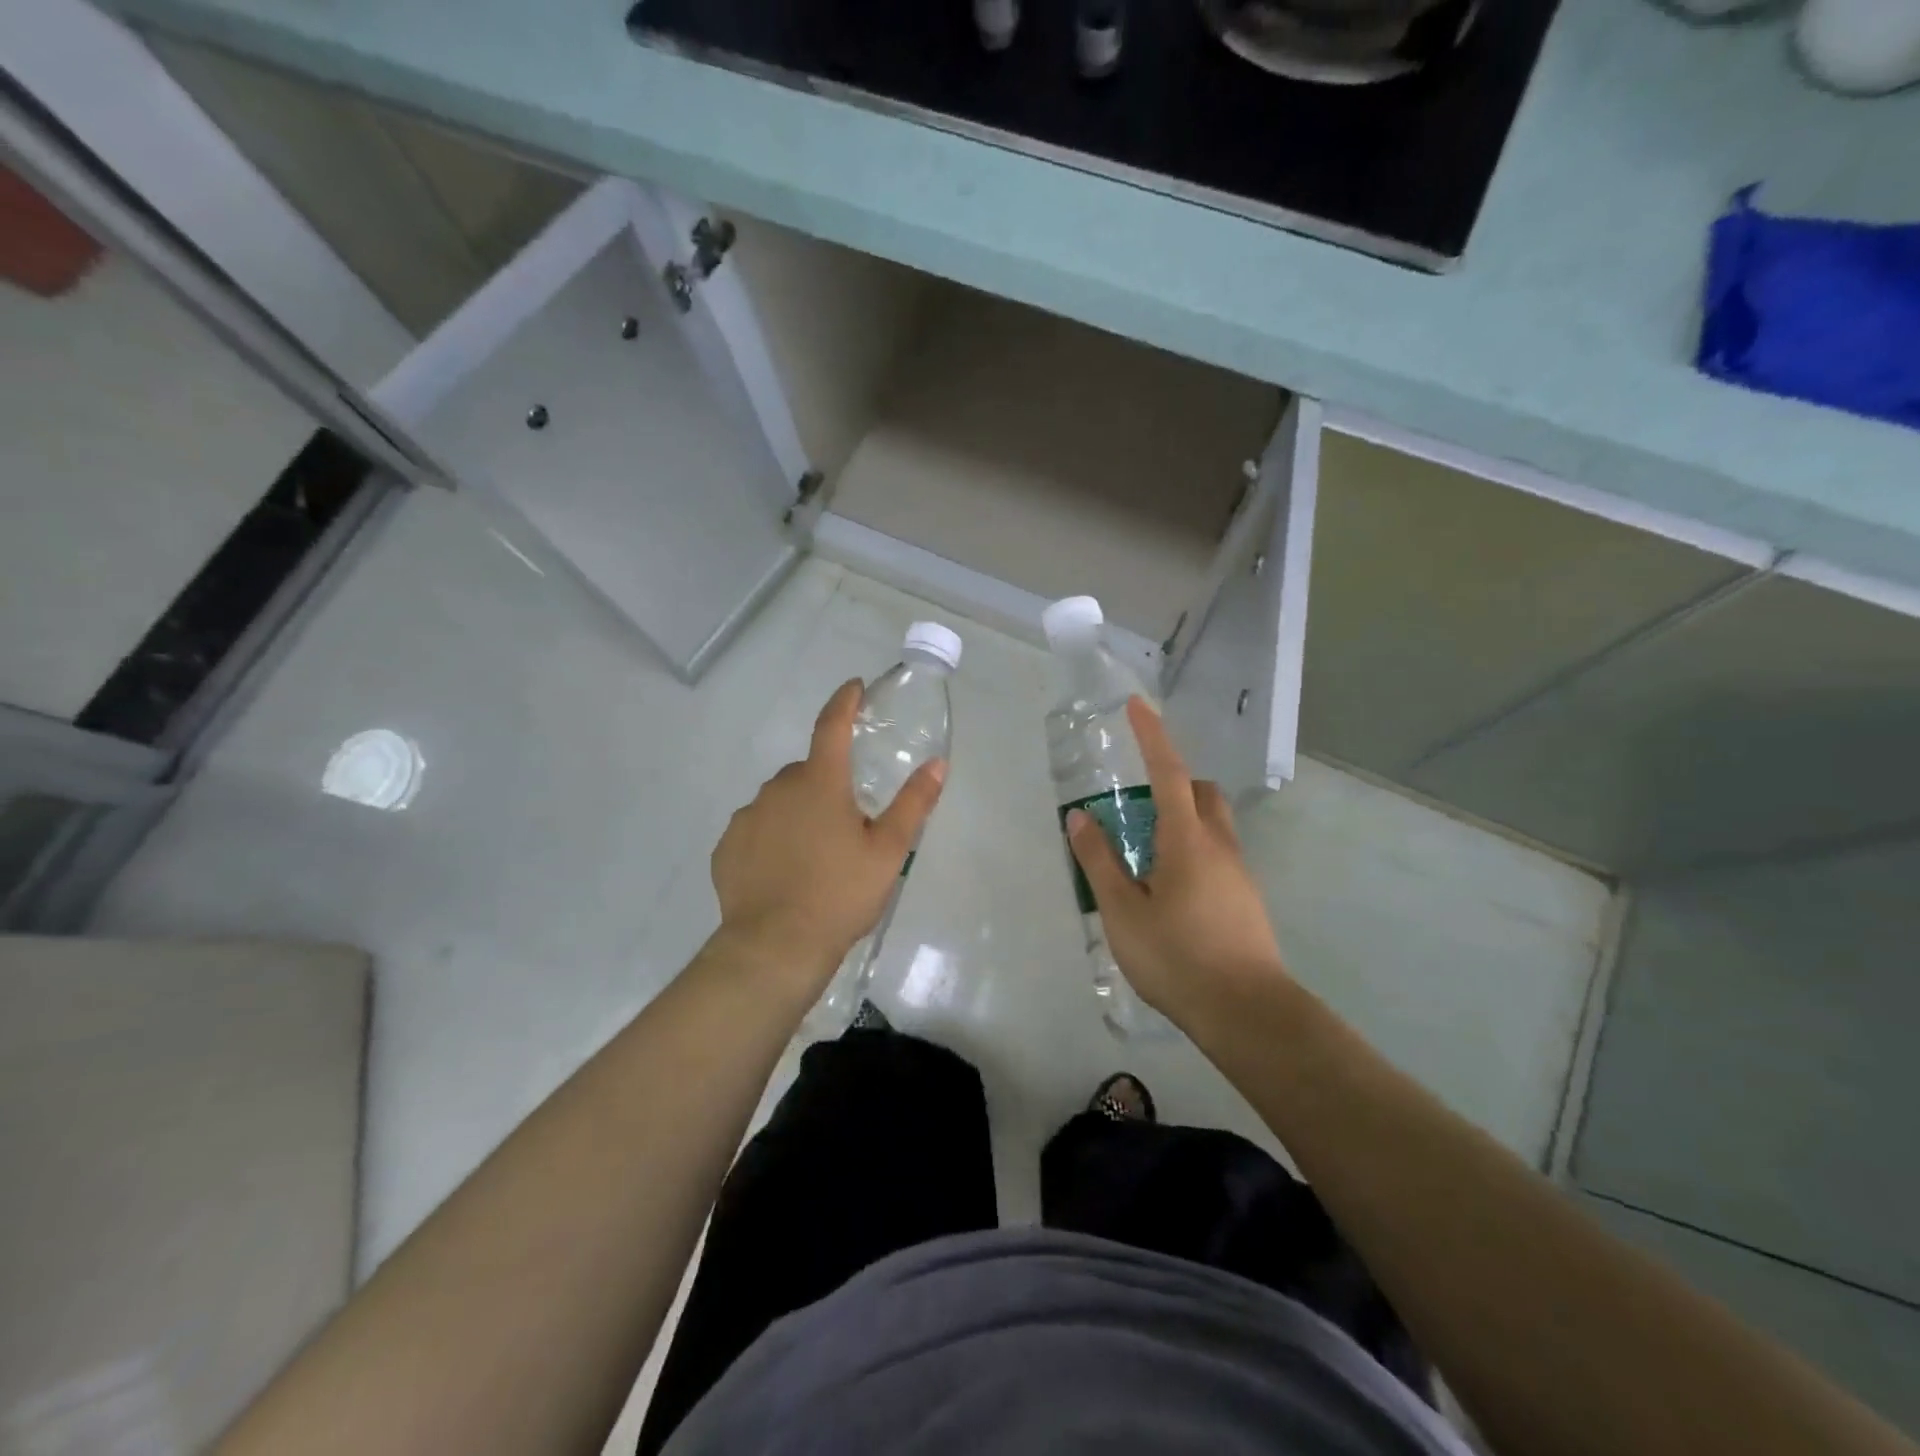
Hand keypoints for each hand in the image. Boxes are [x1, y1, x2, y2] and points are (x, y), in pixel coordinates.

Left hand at [710, 679, 945, 992]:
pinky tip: (785, 872)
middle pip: (809, 771)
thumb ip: (913, 803)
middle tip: (849, 825)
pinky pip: (757, 829)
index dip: (845, 702)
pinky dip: (772, 838)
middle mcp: (778, 789)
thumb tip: (937, 763)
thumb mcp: (889, 851)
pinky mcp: (728, 847)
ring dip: (799, 812)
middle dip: (828, 785)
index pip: (832, 726)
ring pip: (781, 801)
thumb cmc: (840, 894)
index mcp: (820, 783)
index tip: (854, 687)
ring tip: (816, 856)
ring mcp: (748, 817)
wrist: (775, 947)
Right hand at [1066, 697, 1291, 1030]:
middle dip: (1174, 782)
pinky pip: (1218, 855)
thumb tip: (1080, 818)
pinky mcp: (1247, 900)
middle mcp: (1220, 846)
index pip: (1170, 772)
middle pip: (1202, 794)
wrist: (1247, 1013)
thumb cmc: (1177, 957)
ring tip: (1147, 856)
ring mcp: (1240, 874)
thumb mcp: (1123, 911)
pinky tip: (1172, 892)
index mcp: (1187, 839)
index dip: (1153, 736)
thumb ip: (1099, 862)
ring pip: (1213, 826)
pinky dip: (1193, 851)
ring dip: (1183, 820)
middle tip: (1139, 804)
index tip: (1137, 706)